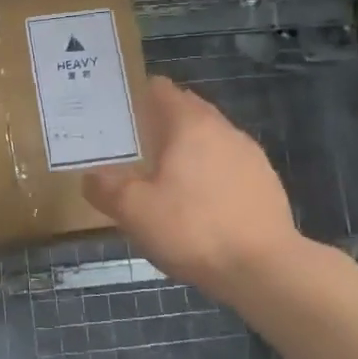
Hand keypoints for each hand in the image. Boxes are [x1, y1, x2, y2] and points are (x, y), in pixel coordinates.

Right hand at [85, 77, 310, 299]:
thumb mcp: (134, 211)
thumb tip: (91, 177)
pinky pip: (229, 164)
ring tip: (165, 175)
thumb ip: (105, 188)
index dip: (138, 95)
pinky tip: (199, 202)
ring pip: (210, 138)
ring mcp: (250, 155)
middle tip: (134, 145)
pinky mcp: (266, 182)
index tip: (118, 112)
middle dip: (161, 121)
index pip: (162, 90)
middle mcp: (223, 129)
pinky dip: (210, 172)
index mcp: (189, 124)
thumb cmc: (193, 229)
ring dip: (188, 148)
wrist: (265, 269)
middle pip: (187, 110)